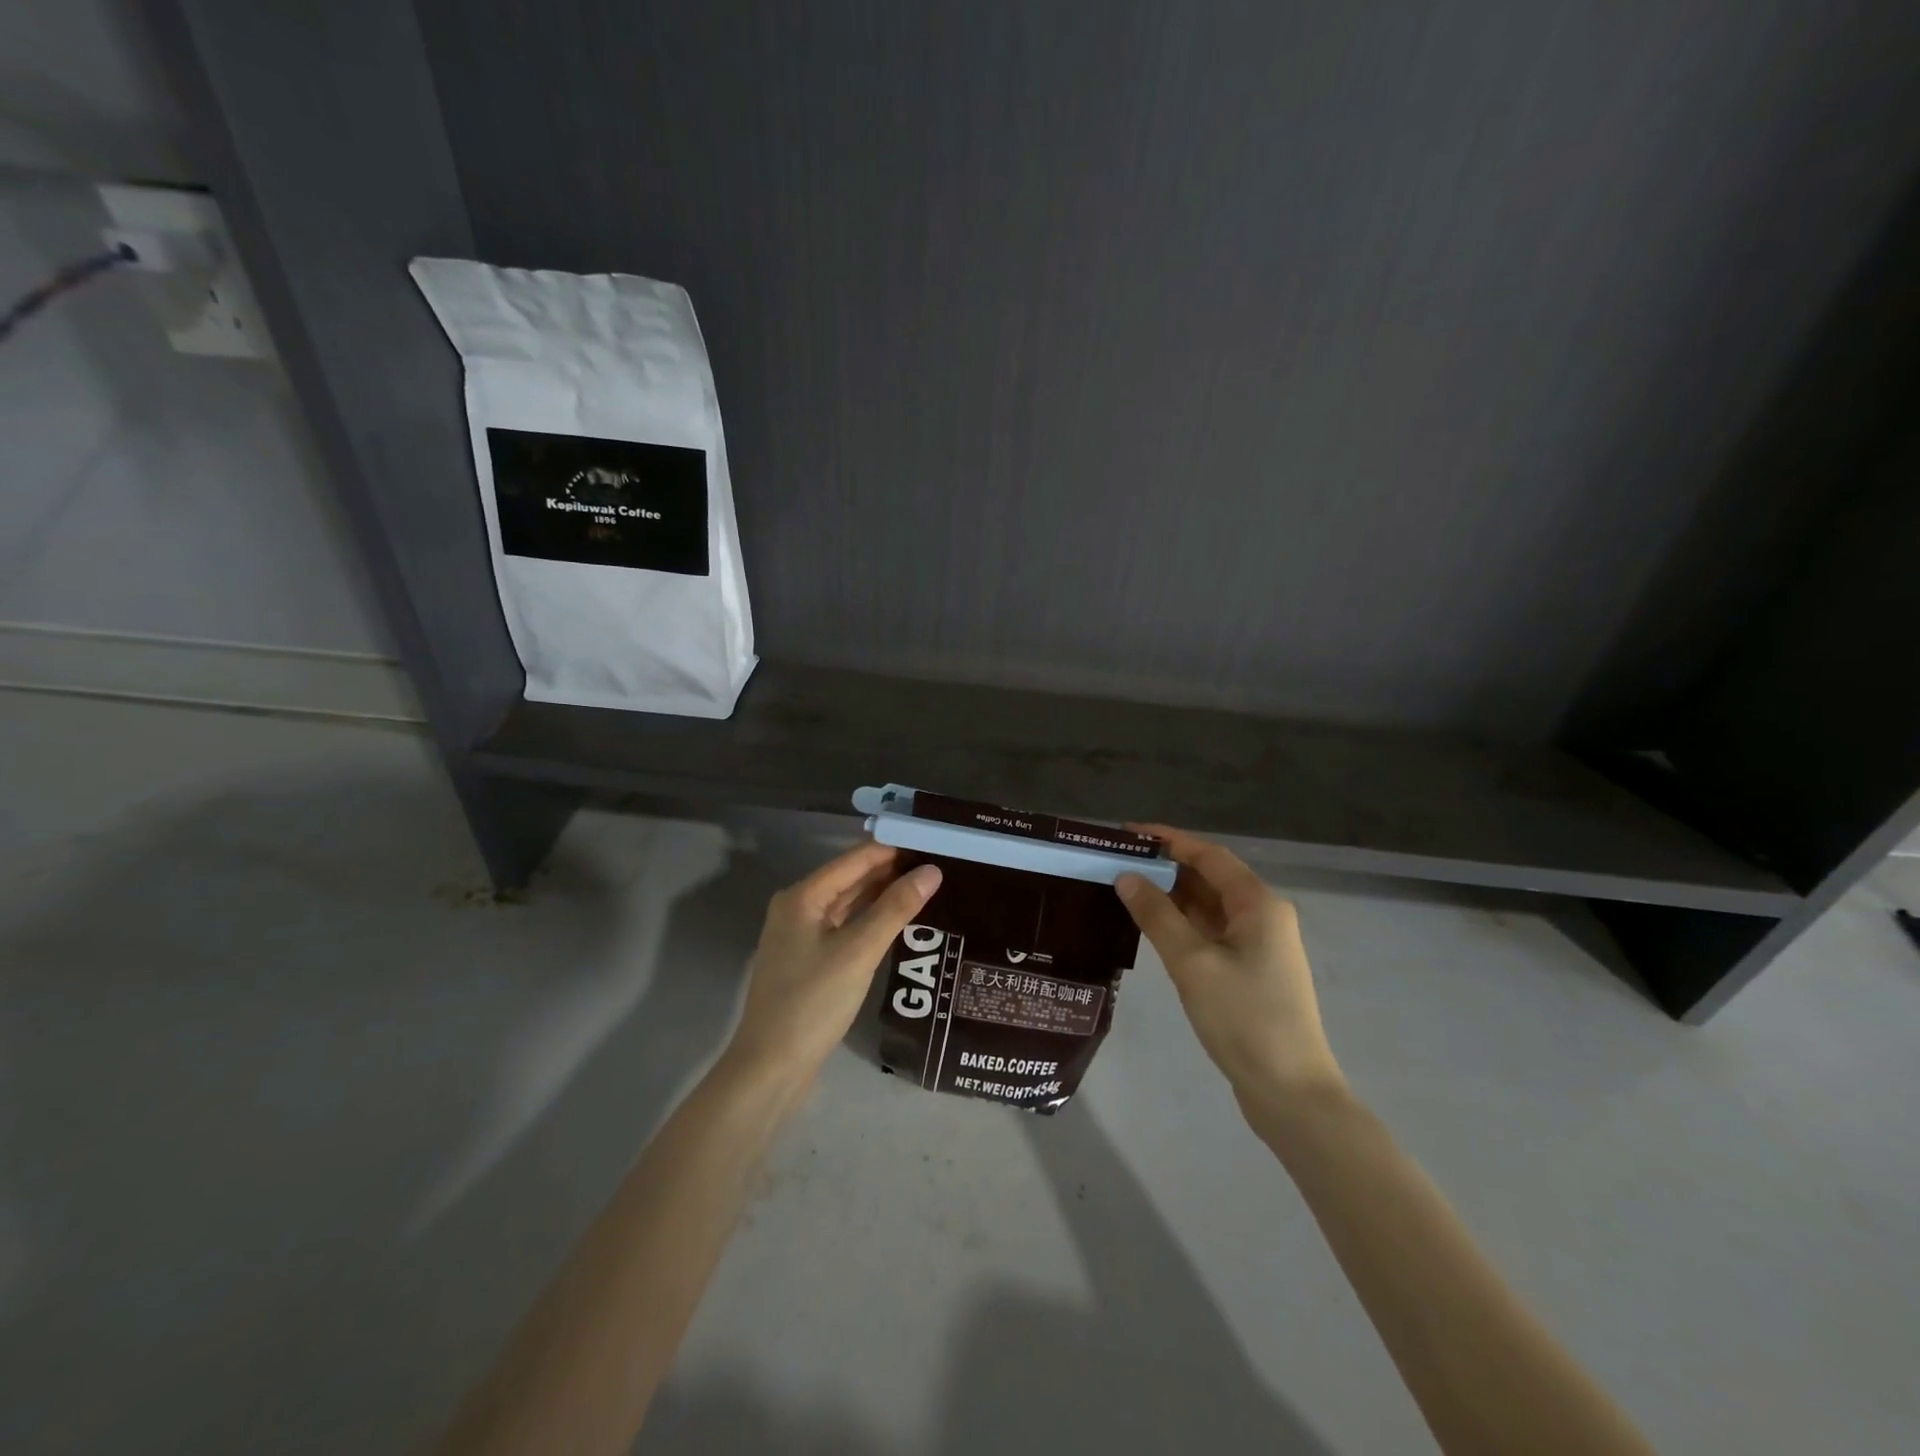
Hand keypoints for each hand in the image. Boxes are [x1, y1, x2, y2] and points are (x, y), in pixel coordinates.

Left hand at [725, 842, 942, 1091]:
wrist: (771, 1068)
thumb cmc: (813, 1002)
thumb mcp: (859, 951)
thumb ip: (896, 908)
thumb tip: (932, 870)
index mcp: (802, 896)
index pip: (855, 859)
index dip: (893, 848)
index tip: (932, 840)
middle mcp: (799, 908)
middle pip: (851, 878)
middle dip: (891, 870)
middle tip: (938, 863)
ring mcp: (802, 936)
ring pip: (849, 904)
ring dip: (883, 895)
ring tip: (928, 886)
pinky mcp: (810, 961)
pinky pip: (846, 927)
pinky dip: (871, 920)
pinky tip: (900, 921)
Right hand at [1116, 826, 1343, 1113]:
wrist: (1290, 1092)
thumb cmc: (1243, 1018)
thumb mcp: (1192, 963)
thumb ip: (1157, 916)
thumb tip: (1126, 877)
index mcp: (1258, 904)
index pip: (1209, 855)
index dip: (1169, 839)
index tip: (1129, 833)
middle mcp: (1263, 916)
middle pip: (1210, 878)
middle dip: (1167, 867)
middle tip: (1119, 863)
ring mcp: (1259, 945)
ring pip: (1210, 907)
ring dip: (1172, 897)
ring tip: (1126, 889)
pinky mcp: (1251, 971)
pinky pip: (1212, 932)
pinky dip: (1183, 924)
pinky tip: (1152, 927)